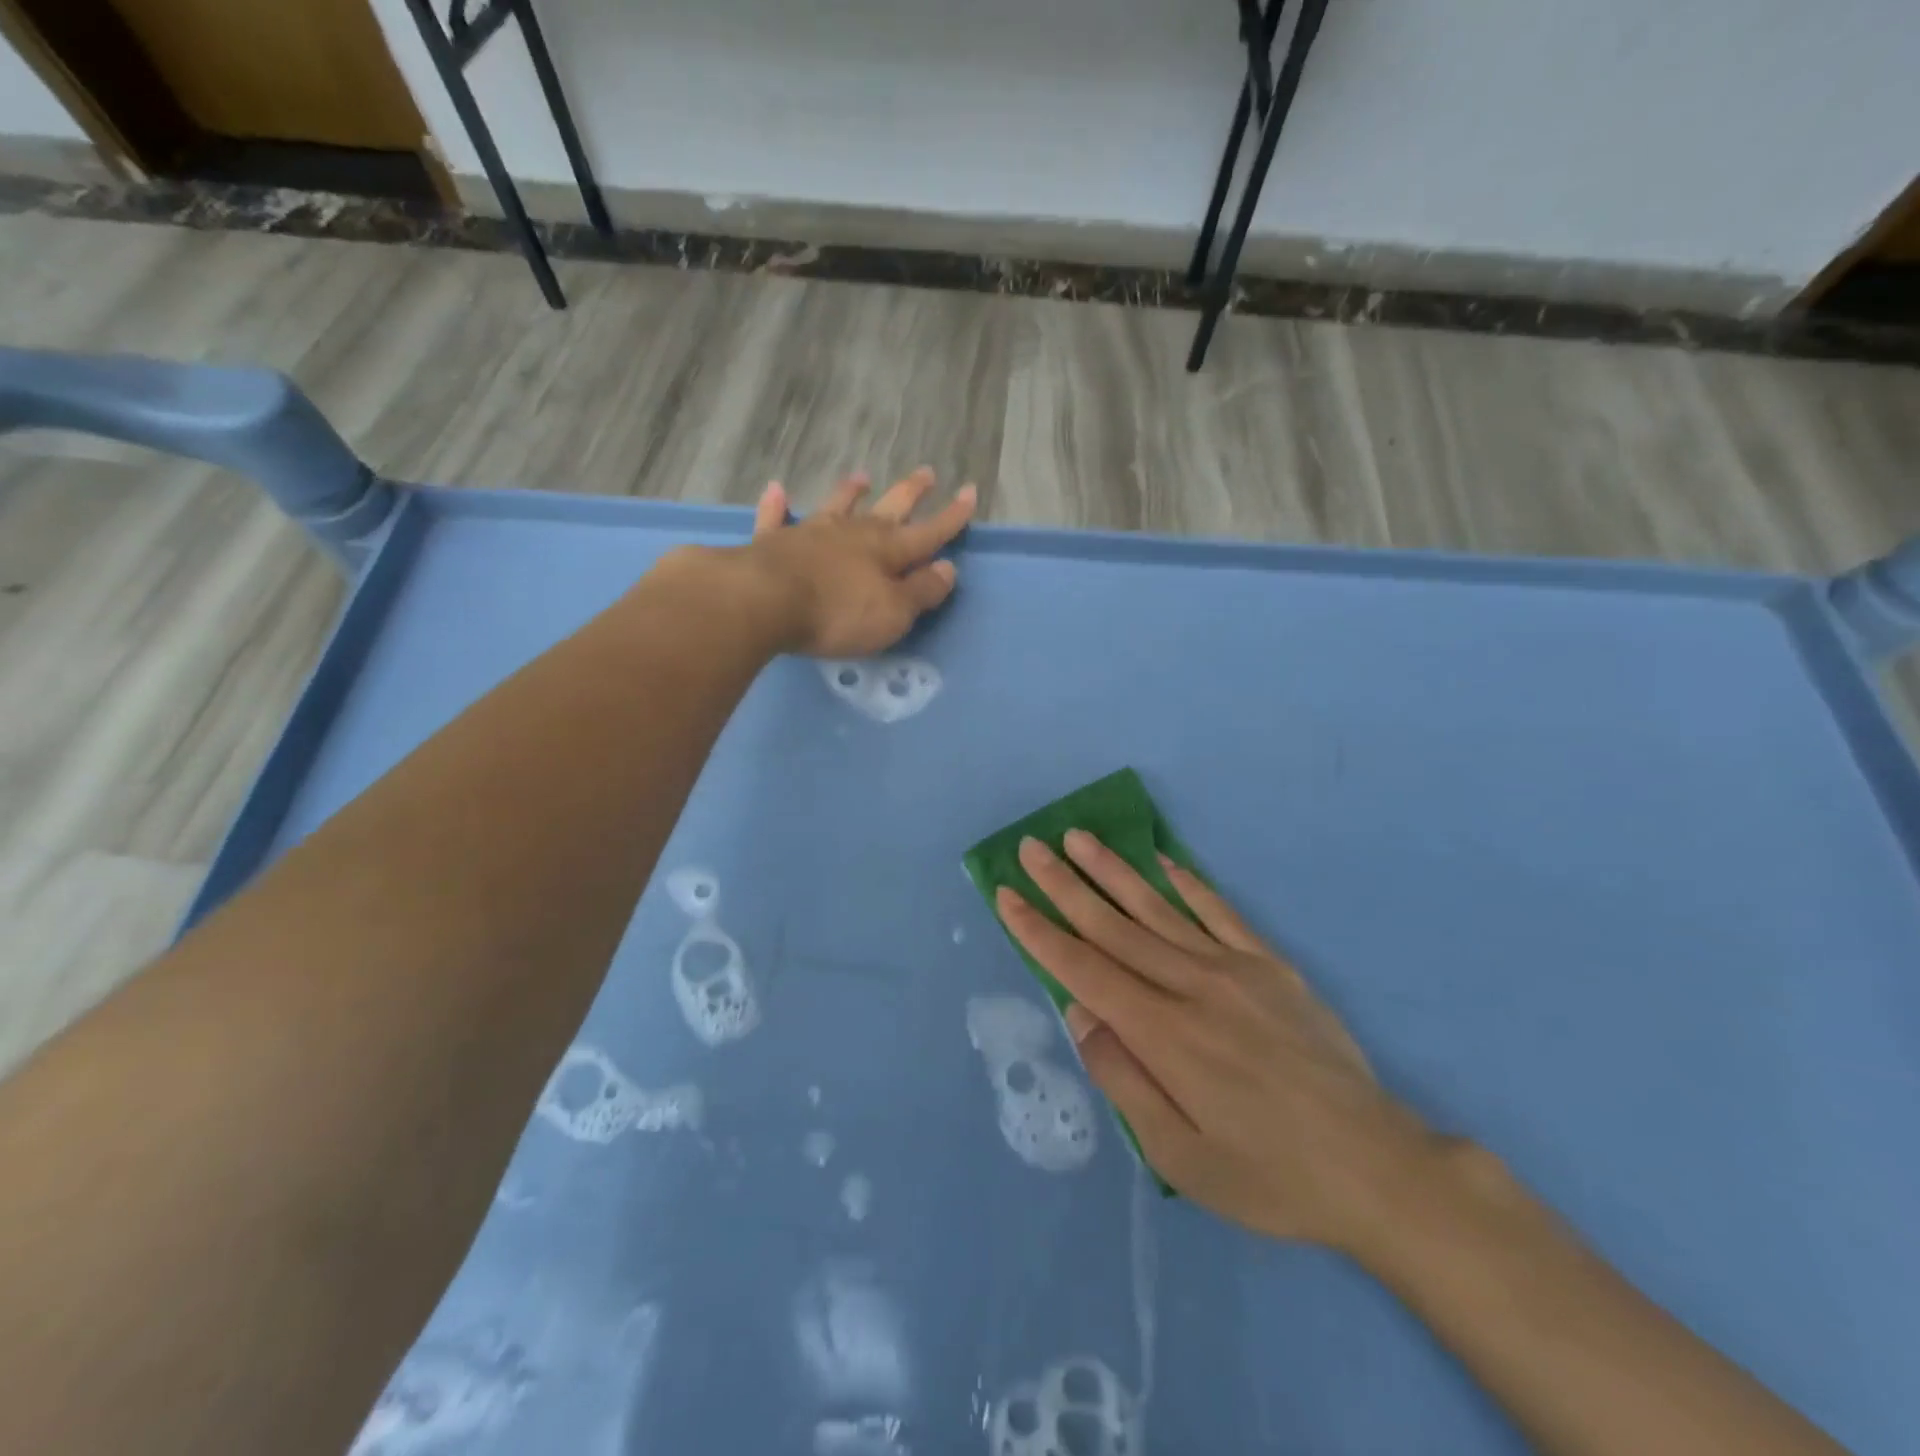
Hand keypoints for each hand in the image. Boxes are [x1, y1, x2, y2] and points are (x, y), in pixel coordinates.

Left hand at [737, 468, 976, 657]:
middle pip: (888, 509)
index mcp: (886, 552)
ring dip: (850, 492)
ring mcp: (810, 534)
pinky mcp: (772, 543)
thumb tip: (948, 569)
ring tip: (862, 476)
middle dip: (910, 493)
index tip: (970, 492)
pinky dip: (777, 505)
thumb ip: (921, 592)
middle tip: (926, 472)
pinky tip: (777, 490)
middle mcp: (852, 534)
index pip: (929, 532)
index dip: (951, 516)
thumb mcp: (893, 613)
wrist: (766, 602)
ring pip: (836, 506)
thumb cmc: (838, 614)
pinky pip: (776, 518)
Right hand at [995, 832, 1432, 1250]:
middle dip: (1065, 886)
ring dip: (1113, 870)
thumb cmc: (1268, 1175)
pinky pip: (1220, 911)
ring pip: (1159, 908)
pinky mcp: (1271, 965)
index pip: (1084, 969)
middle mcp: (1192, 986)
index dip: (1039, 931)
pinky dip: (1187, 882)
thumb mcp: (1180, 1157)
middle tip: (1031, 848)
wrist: (1375, 1167)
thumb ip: (1124, 1078)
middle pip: (1114, 926)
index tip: (1007, 895)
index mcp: (1164, 1035)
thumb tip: (1081, 1011)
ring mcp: (1236, 968)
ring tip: (1078, 838)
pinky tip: (1161, 860)